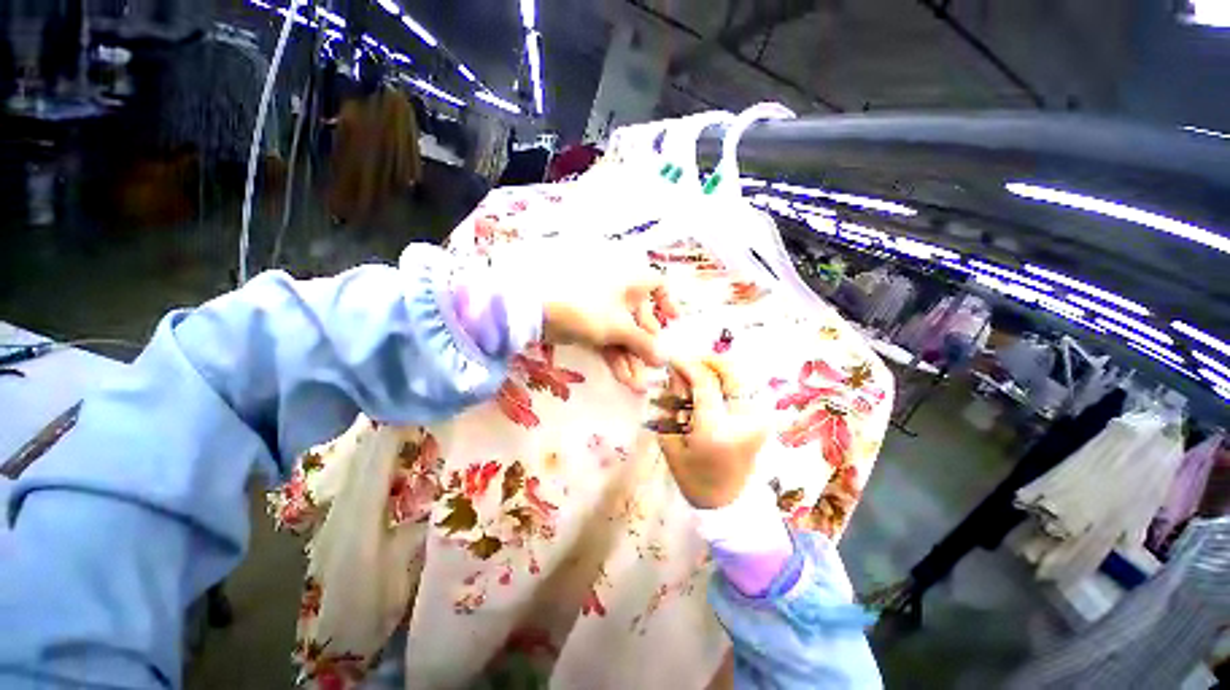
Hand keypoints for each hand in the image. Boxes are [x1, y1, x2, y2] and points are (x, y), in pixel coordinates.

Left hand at [542, 268, 676, 375]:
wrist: (538, 312)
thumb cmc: (587, 309)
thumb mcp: (620, 328)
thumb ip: (644, 344)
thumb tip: (664, 359)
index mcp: (631, 282)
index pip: (657, 284)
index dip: (667, 301)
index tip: (672, 322)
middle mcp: (619, 294)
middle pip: (642, 318)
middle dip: (646, 346)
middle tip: (650, 369)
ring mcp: (602, 310)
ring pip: (624, 334)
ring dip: (631, 359)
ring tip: (636, 386)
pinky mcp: (587, 326)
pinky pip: (608, 340)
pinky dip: (615, 358)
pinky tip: (623, 379)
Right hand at [653, 357, 768, 508]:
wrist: (725, 500)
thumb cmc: (692, 477)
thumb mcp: (671, 442)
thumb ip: (672, 405)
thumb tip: (677, 373)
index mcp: (716, 431)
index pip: (705, 381)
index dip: (687, 364)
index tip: (673, 359)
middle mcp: (743, 421)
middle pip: (731, 371)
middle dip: (708, 360)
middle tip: (690, 363)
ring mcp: (759, 419)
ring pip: (743, 376)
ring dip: (721, 370)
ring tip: (701, 377)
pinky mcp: (765, 419)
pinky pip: (750, 389)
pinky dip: (732, 382)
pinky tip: (717, 389)